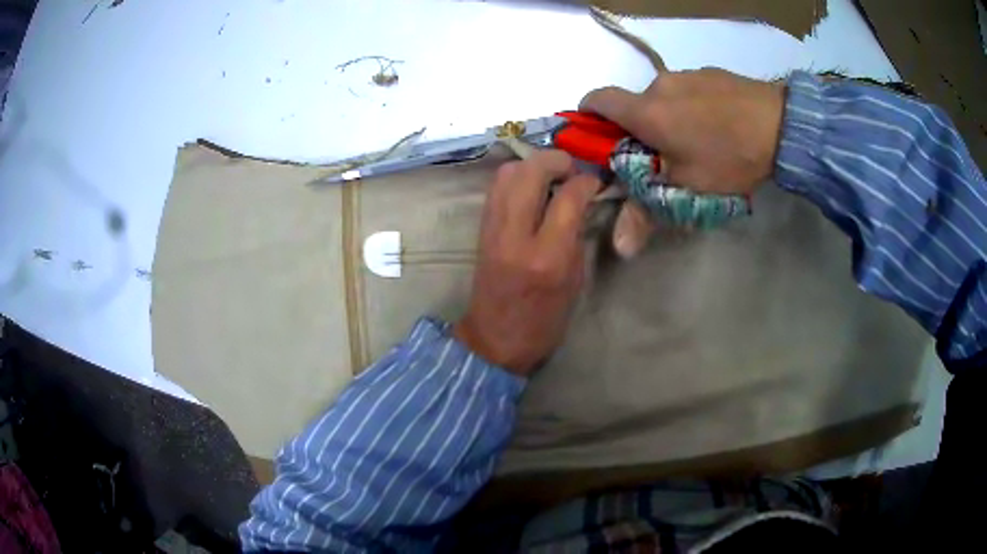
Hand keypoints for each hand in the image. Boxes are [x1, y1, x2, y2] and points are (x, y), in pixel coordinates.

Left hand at [453, 151, 600, 375]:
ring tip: (551, 177)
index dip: (586, 181)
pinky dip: (516, 177)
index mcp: (547, 257)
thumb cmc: (543, 321)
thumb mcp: (574, 282)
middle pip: (531, 171)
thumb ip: (577, 236)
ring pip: (507, 172)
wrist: (494, 340)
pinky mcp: (481, 228)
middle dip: (557, 160)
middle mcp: (516, 235)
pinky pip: (497, 187)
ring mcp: (493, 229)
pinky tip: (532, 189)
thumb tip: (582, 202)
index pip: (568, 197)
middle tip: (572, 170)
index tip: (595, 182)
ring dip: (533, 165)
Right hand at [579, 68, 784, 255]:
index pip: (597, 100)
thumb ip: (648, 213)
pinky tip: (717, 125)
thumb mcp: (688, 189)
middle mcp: (659, 84)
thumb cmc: (728, 157)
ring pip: (664, 97)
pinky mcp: (710, 72)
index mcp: (645, 111)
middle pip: (634, 104)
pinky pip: (689, 89)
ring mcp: (687, 74)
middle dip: (639, 127)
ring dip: (668, 116)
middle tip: (663, 154)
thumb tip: (620, 250)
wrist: (781, 125)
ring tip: (698, 140)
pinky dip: (691, 106)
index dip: (587, 115)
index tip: (596, 135)